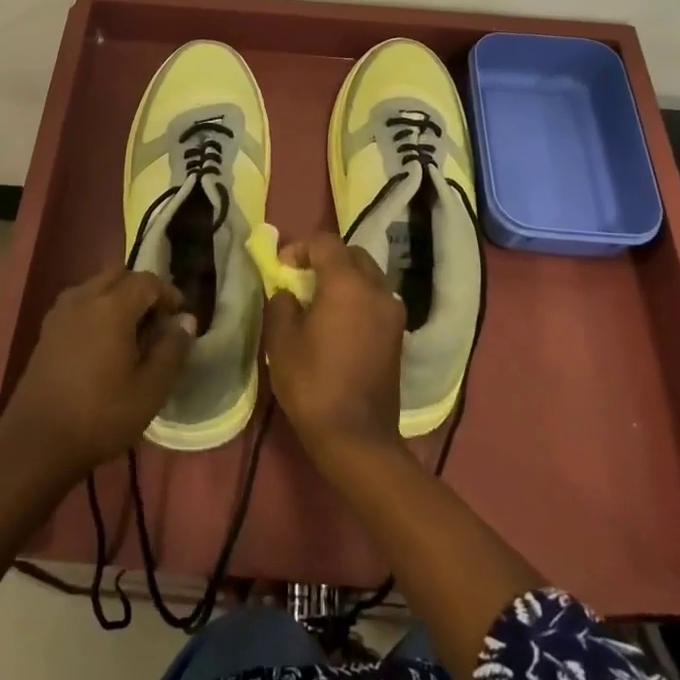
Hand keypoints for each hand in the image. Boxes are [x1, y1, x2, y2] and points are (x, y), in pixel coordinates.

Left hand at [0, 267, 195, 475]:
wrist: (37, 444)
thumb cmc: (101, 415)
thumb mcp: (151, 388)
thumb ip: (173, 349)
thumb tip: (186, 320)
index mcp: (112, 306)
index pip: (147, 281)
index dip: (168, 294)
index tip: (179, 319)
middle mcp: (83, 298)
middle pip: (119, 276)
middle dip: (142, 291)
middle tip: (157, 323)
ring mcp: (60, 313)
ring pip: (96, 287)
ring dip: (118, 298)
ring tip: (131, 333)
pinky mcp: (46, 331)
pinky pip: (79, 304)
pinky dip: (97, 310)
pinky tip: (102, 344)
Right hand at [263, 233, 405, 466]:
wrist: (357, 437)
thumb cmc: (313, 384)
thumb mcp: (281, 341)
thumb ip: (281, 303)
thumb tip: (288, 292)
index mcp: (347, 283)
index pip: (326, 243)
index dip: (300, 247)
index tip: (281, 267)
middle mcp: (376, 289)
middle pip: (352, 254)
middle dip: (325, 258)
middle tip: (301, 278)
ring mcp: (393, 312)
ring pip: (368, 276)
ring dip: (344, 277)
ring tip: (319, 300)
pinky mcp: (398, 334)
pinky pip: (376, 299)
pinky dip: (358, 298)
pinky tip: (339, 322)